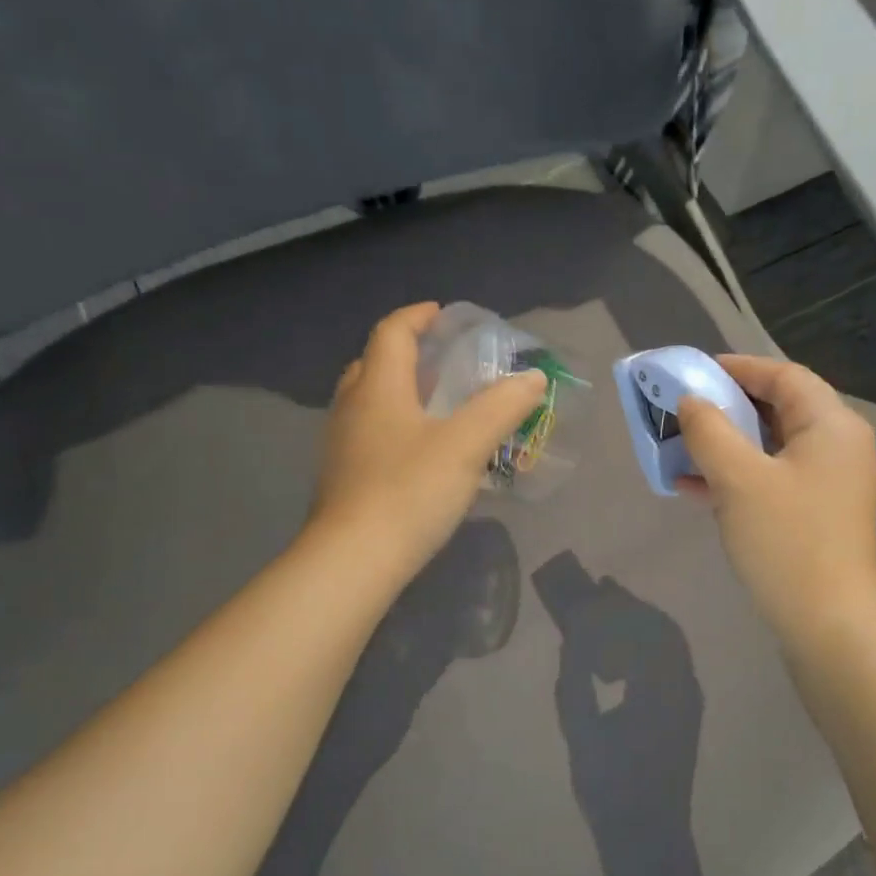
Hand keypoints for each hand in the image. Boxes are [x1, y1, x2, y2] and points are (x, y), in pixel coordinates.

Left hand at [310, 303, 546, 578]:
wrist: (353, 561)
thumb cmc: (410, 491)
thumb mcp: (466, 445)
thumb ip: (501, 407)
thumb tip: (533, 378)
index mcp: (378, 388)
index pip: (392, 333)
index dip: (417, 317)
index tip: (444, 315)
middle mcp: (352, 408)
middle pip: (374, 364)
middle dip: (407, 354)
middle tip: (442, 362)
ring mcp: (342, 445)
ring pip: (369, 401)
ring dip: (400, 392)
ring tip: (437, 406)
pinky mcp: (343, 478)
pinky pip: (370, 434)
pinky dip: (395, 426)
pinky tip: (421, 452)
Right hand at [677, 356, 875, 636]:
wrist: (827, 625)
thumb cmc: (786, 541)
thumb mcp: (738, 479)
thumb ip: (710, 430)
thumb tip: (691, 401)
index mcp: (831, 426)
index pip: (784, 376)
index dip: (738, 368)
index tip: (694, 373)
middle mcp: (838, 446)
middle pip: (779, 408)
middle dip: (727, 407)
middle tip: (683, 409)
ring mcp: (829, 482)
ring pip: (772, 446)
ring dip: (727, 444)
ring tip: (681, 447)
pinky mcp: (816, 512)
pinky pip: (773, 478)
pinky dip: (737, 476)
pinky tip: (694, 487)